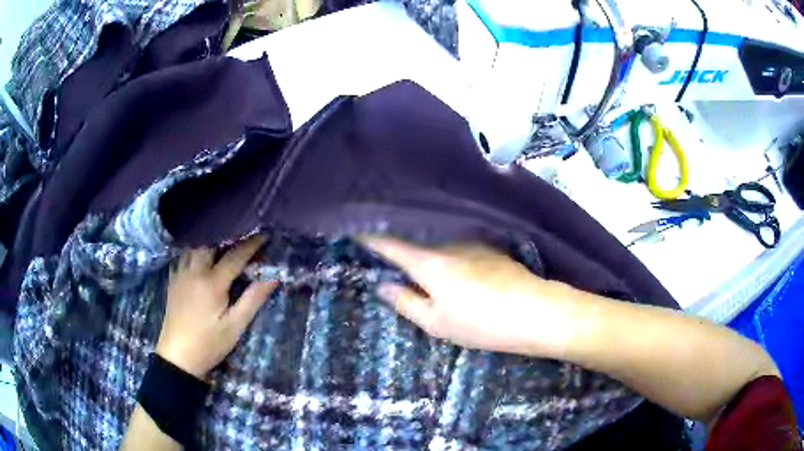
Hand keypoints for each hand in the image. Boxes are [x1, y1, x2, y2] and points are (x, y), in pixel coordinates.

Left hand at [155, 236, 277, 378]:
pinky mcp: (173, 281)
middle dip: (227, 236)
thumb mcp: (235, 326)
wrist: (177, 357)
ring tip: (223, 243)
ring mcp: (180, 275)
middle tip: (242, 236)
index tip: (264, 234)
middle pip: (211, 243)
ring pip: (195, 247)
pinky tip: (200, 256)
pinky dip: (194, 250)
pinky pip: (184, 256)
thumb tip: (273, 277)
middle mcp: (194, 272)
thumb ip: (253, 299)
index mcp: (212, 283)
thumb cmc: (209, 344)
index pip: (235, 256)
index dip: (251, 244)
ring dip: (210, 241)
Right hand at [360, 237, 583, 357]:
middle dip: (393, 229)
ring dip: (419, 233)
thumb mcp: (436, 323)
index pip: (389, 242)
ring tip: (405, 234)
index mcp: (428, 261)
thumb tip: (382, 285)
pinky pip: (456, 237)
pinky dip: (442, 239)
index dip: (368, 234)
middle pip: (413, 230)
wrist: (535, 311)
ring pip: (436, 232)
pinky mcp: (489, 244)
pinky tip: (444, 247)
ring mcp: (470, 239)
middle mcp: (447, 241)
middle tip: (375, 229)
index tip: (353, 225)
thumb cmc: (481, 324)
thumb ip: (405, 302)